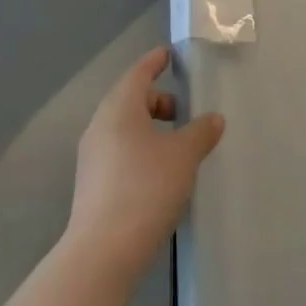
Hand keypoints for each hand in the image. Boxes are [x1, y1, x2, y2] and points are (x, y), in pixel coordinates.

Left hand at [67, 48, 224, 275]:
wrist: (103, 250)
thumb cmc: (146, 188)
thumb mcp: (183, 156)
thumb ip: (201, 132)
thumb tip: (213, 118)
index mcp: (119, 107)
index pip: (138, 72)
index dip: (155, 61)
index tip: (170, 55)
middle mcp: (100, 124)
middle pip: (130, 99)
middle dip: (158, 100)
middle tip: (184, 111)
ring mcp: (92, 155)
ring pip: (124, 127)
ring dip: (150, 128)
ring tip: (177, 145)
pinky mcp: (92, 182)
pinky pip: (119, 150)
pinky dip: (139, 148)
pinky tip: (159, 172)